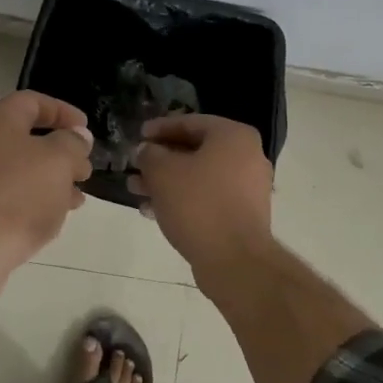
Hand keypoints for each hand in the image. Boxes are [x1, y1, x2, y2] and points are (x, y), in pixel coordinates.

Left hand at [0, 91, 93, 269]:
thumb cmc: (16, 192)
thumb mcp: (57, 160)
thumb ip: (72, 143)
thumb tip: (77, 137)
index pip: (32, 101)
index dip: (62, 111)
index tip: (86, 129)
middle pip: (27, 138)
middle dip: (61, 152)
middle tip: (85, 169)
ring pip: (22, 172)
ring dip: (52, 181)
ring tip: (77, 198)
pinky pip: (12, 198)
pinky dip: (36, 203)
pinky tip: (55, 219)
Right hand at [132, 115, 273, 281]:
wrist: (235, 260)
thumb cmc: (198, 204)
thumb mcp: (162, 172)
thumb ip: (150, 154)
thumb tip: (147, 150)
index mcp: (234, 136)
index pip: (190, 122)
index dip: (160, 128)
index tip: (138, 136)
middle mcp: (247, 157)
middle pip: (195, 150)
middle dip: (160, 159)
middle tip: (135, 166)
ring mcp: (248, 188)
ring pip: (199, 177)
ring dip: (167, 182)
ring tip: (136, 190)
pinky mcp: (243, 215)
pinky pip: (208, 198)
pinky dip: (183, 200)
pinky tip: (154, 211)